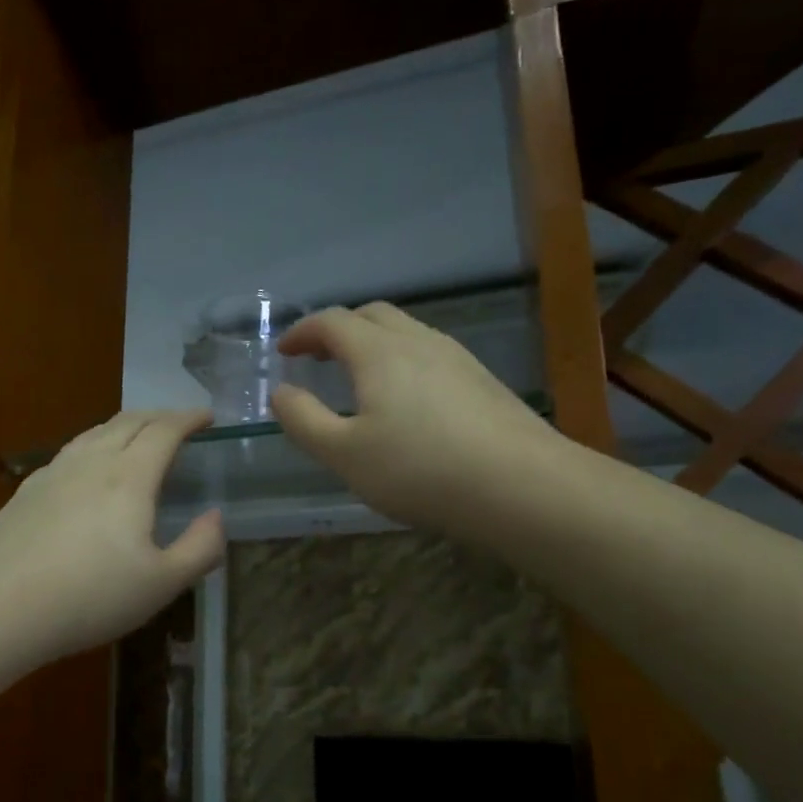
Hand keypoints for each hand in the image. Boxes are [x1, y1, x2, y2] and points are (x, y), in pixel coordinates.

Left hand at [0, 410, 226, 665]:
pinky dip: (93, 445)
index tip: (207, 416)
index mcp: (129, 477)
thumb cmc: (89, 596)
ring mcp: (52, 474)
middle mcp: (90, 462)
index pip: (164, 430)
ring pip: (94, 433)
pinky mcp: (25, 492)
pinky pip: (69, 453)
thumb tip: (216, 517)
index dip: (189, 418)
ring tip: (136, 436)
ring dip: (124, 426)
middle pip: (128, 421)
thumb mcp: (161, 584)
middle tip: (178, 423)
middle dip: (159, 415)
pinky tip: (86, 468)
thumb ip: (200, 548)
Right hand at [272, 303, 569, 537]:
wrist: (521, 486)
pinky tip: (406, 401)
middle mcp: (418, 341)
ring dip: (372, 343)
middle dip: (338, 330)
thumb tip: (281, 392)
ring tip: (357, 377)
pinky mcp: (482, 381)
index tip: (284, 352)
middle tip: (318, 357)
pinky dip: (402, 361)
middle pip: (372, 315)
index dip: (302, 332)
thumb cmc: (419, 469)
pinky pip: (430, 354)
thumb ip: (304, 420)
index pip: (332, 322)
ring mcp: (457, 358)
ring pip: (406, 332)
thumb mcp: (344, 454)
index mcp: (378, 352)